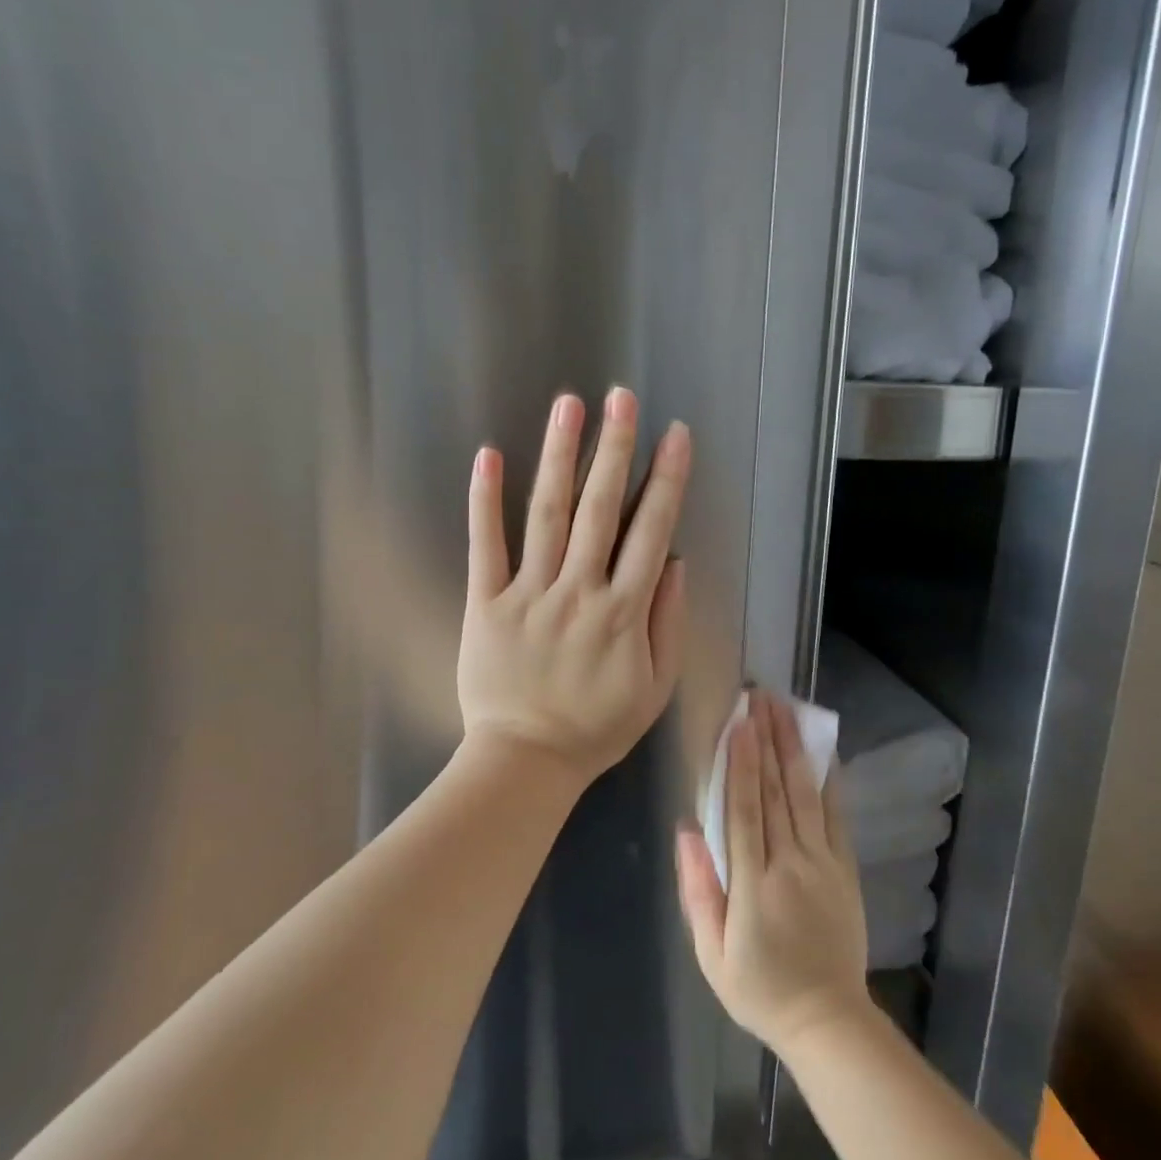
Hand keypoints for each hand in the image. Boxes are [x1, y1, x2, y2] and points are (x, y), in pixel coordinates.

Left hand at [459, 387, 691, 788]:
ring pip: (549, 516)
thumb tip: (673, 563)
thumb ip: (667, 624)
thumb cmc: (596, 728)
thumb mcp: (654, 688)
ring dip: (560, 458)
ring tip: (568, 407)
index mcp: (624, 612)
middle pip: (601, 510)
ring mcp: (529, 594)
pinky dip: (486, 501)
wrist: (526, 762)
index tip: (674, 435)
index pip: (650, 532)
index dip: (666, 481)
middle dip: (614, 449)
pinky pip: (486, 547)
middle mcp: (579, 592)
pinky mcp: (486, 603)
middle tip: (621, 398)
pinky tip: (490, 456)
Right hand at [677, 692, 871, 1054]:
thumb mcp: (711, 953)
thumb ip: (698, 890)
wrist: (827, 1019)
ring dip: (793, 748)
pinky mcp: (844, 869)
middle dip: (766, 740)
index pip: (745, 810)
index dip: (741, 763)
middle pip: (776, 791)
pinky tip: (823, 751)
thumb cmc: (759, 987)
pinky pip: (836, 817)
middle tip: (758, 697)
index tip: (738, 723)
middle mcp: (790, 864)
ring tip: (784, 709)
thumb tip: (688, 830)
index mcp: (752, 884)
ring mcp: (823, 864)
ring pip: (805, 795)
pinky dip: (829, 781)